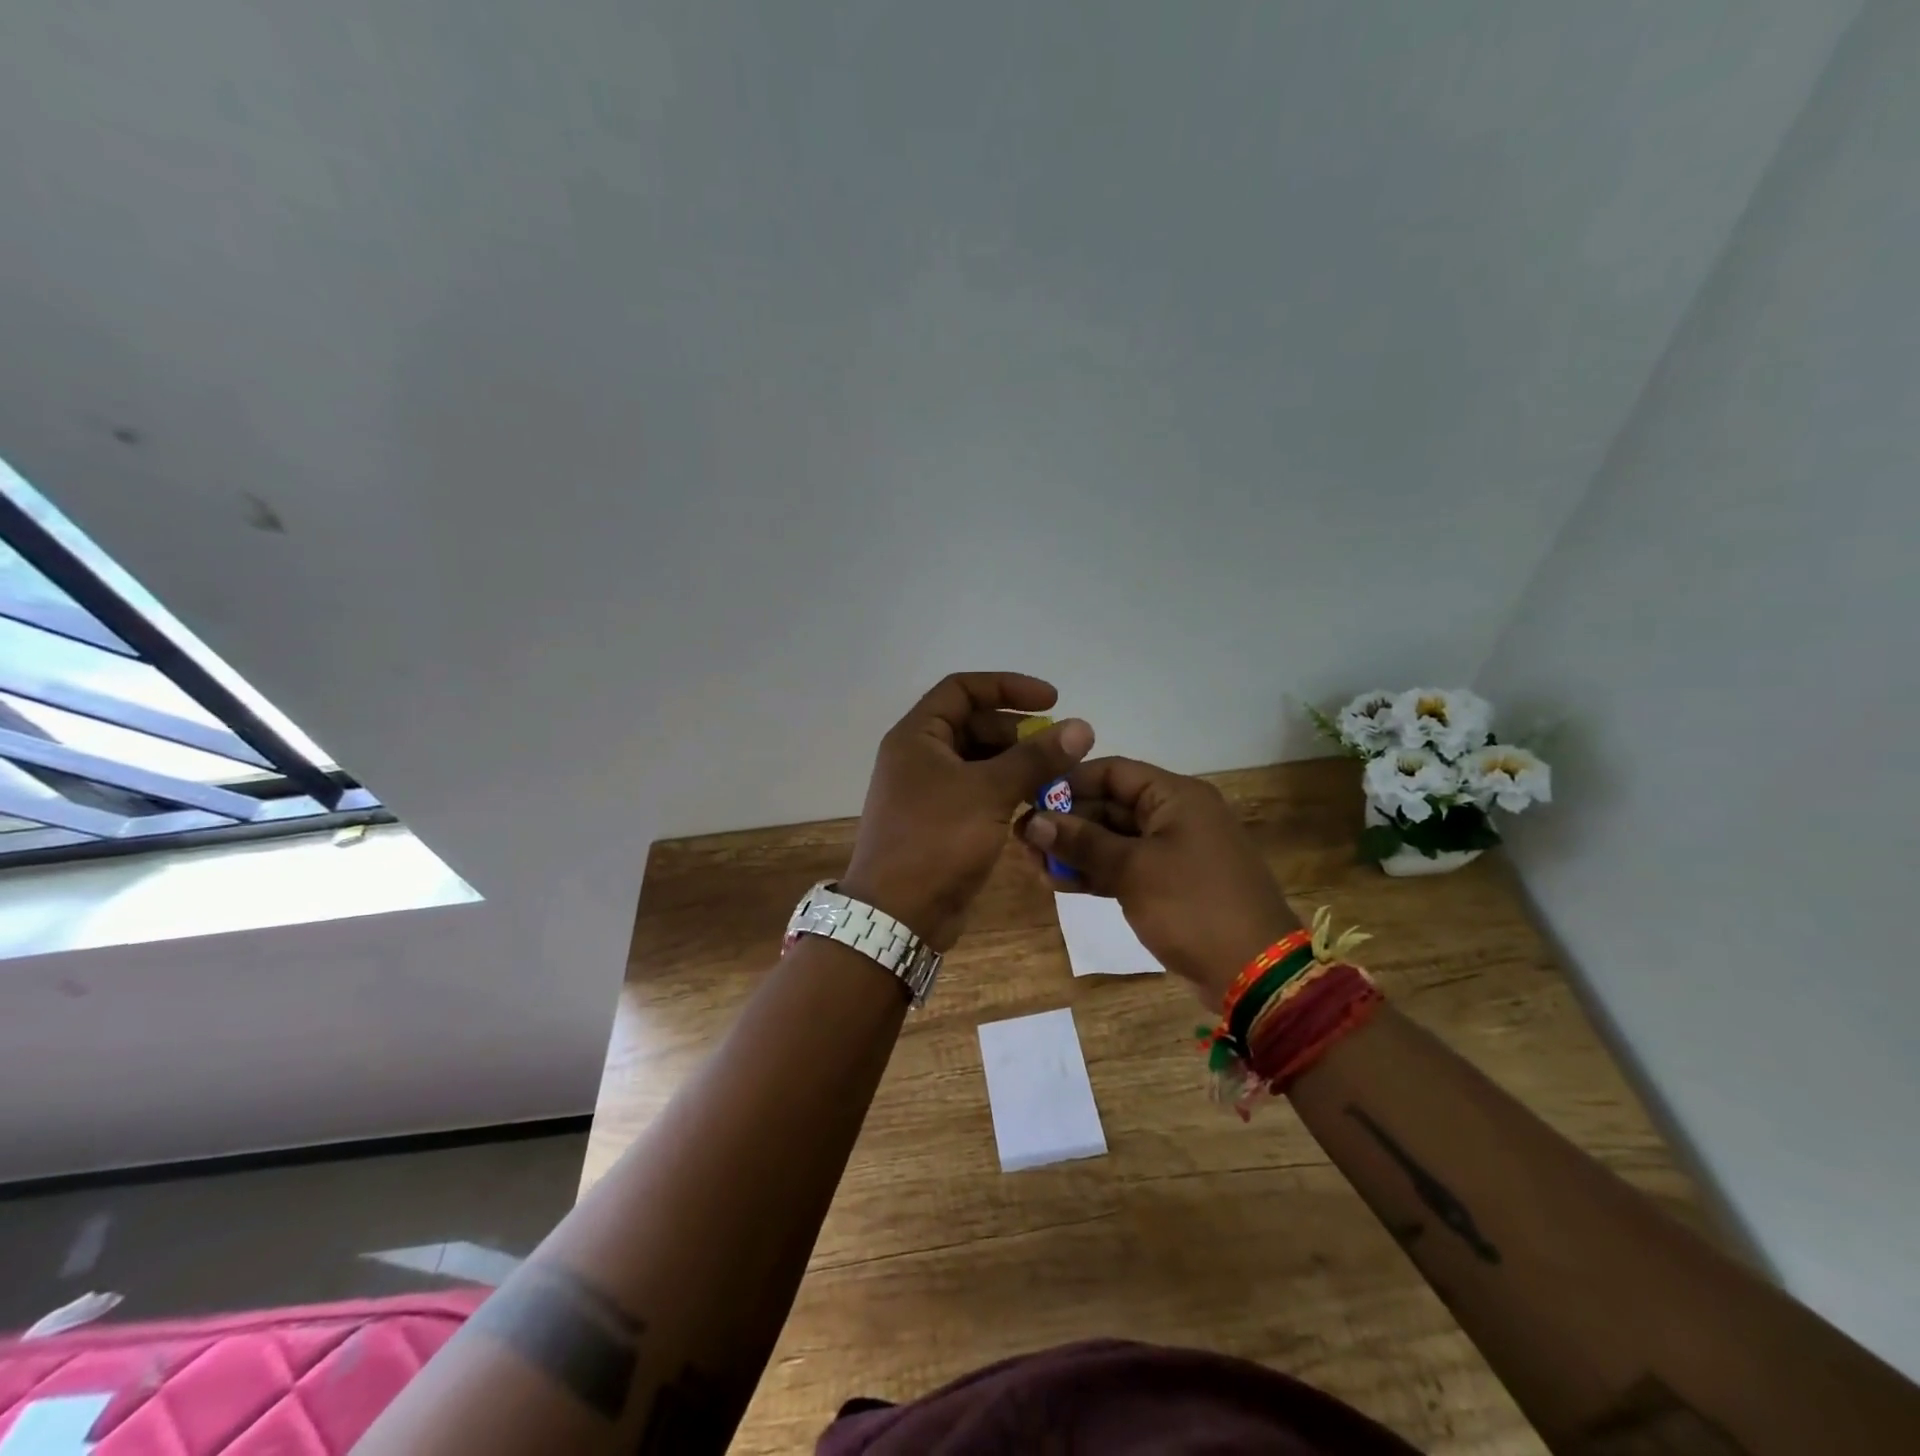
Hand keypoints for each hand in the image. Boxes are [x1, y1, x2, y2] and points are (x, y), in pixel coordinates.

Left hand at [842, 673, 1094, 949]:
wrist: (898, 916)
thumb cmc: (937, 840)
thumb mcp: (989, 792)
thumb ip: (1036, 757)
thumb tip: (1082, 727)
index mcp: (917, 736)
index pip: (963, 689)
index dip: (1008, 687)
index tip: (1053, 701)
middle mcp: (919, 757)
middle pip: (974, 725)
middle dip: (1019, 732)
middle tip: (1060, 748)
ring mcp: (929, 792)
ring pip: (980, 762)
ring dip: (1018, 764)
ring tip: (1058, 776)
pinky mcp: (942, 823)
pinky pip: (979, 793)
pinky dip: (1007, 792)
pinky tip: (1037, 803)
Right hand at [1020, 757, 1299, 1006]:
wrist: (1255, 973)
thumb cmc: (1193, 906)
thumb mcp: (1133, 870)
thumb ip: (1082, 842)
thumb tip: (1032, 821)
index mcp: (1176, 796)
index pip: (1113, 772)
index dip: (1069, 783)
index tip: (1029, 801)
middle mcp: (1176, 815)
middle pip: (1110, 805)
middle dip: (1067, 822)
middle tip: (1023, 841)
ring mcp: (1174, 851)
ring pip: (1114, 839)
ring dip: (1075, 850)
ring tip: (1033, 865)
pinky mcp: (1170, 884)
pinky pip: (1125, 866)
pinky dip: (1095, 872)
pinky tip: (1059, 883)